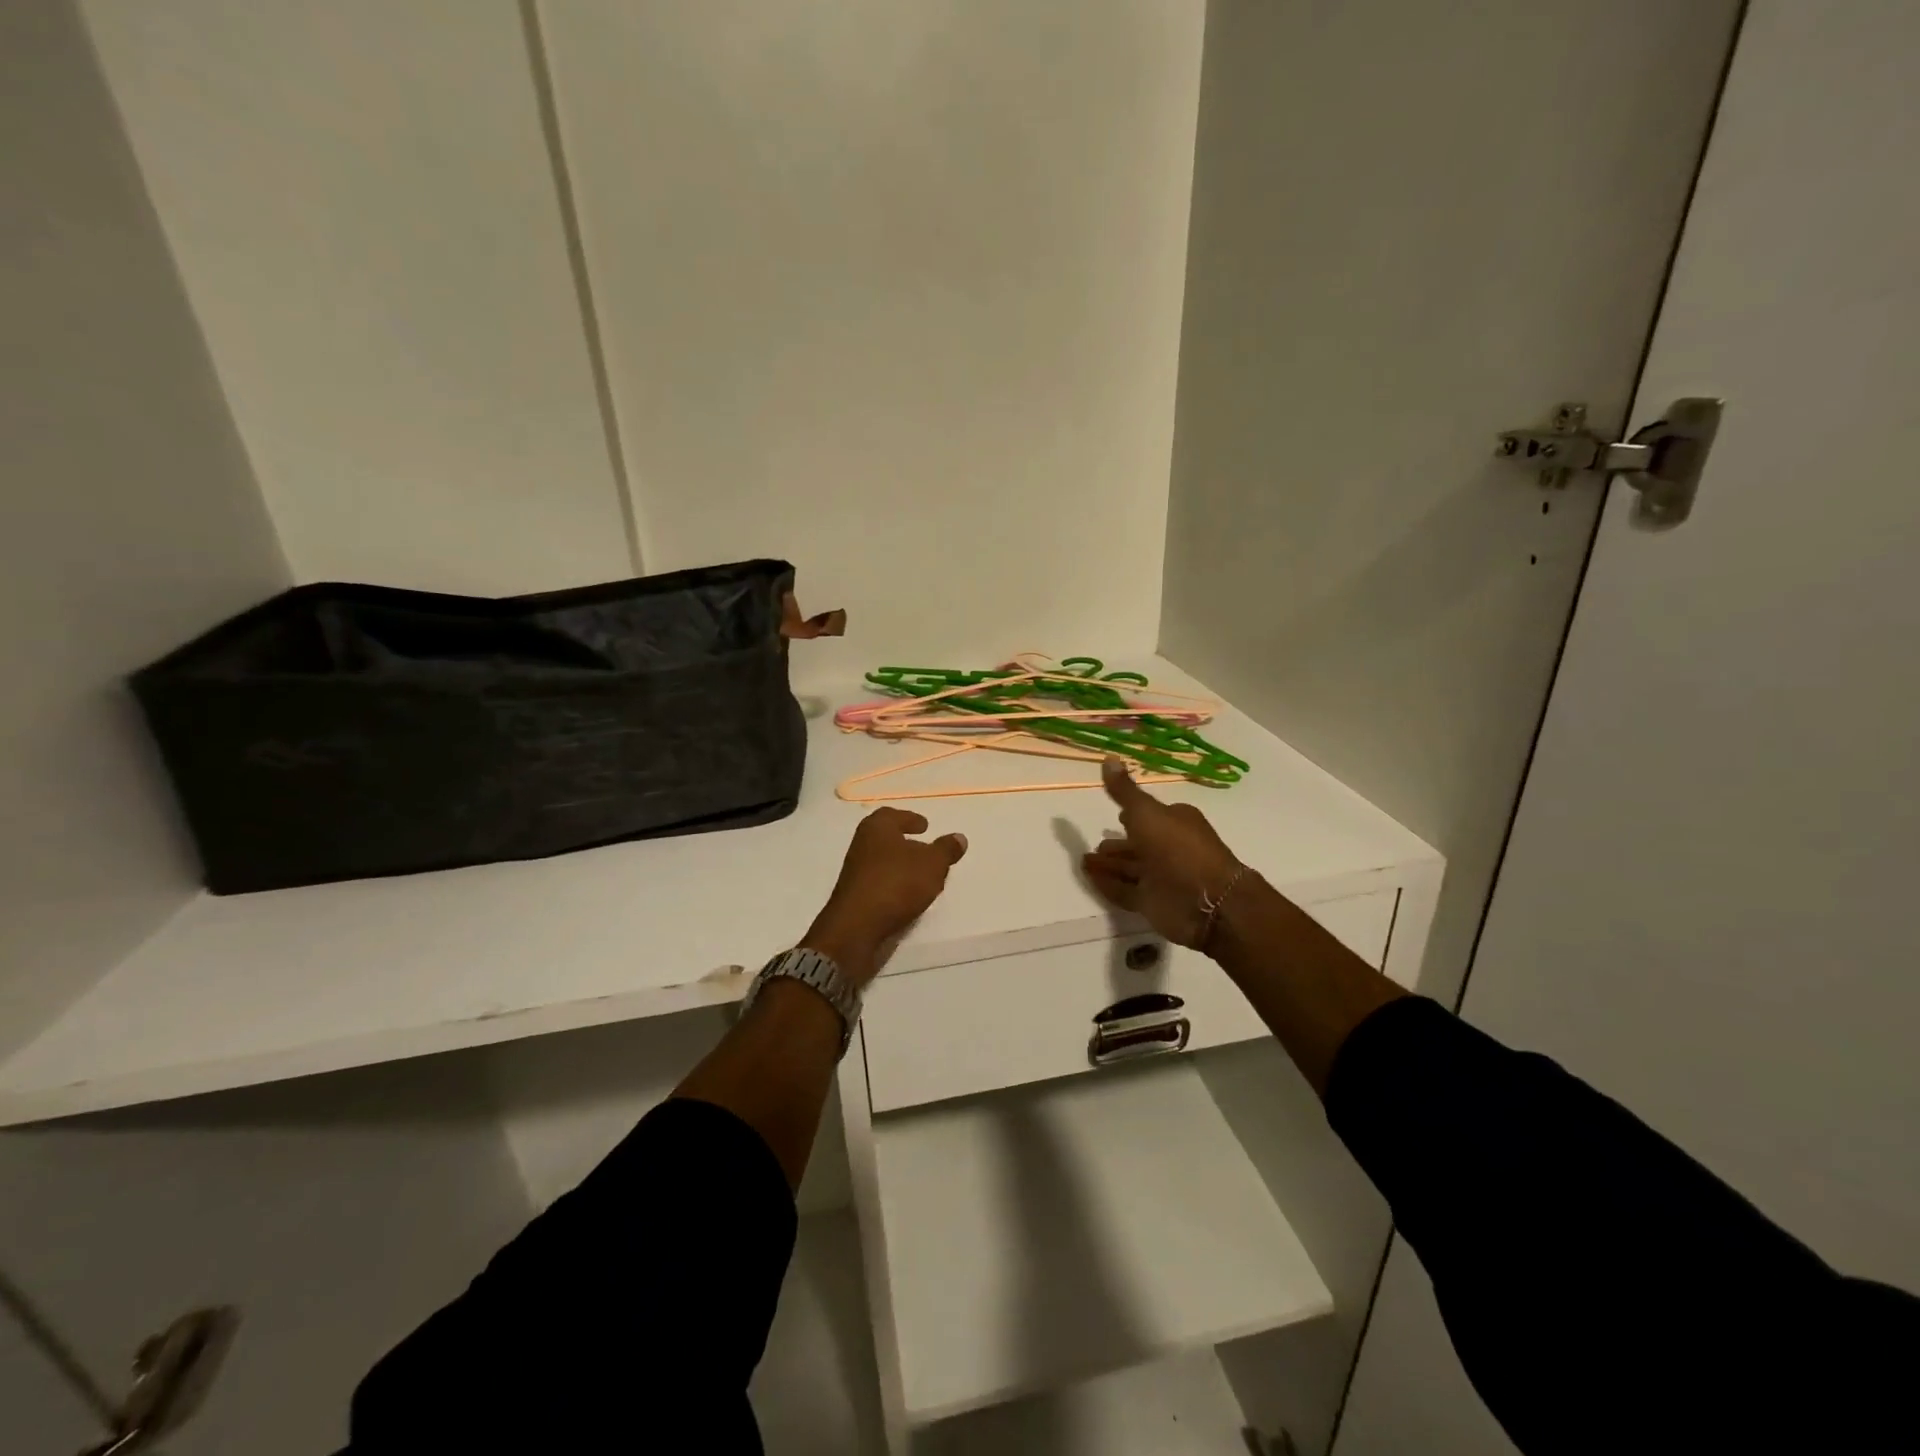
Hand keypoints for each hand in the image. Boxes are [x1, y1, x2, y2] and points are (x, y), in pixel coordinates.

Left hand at [802, 808, 968, 985]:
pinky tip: (909, 897)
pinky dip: (895, 885)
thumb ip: (946, 850)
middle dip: (907, 843)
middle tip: (926, 850)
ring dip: (902, 867)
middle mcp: (862, 845)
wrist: (857, 927)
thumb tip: (959, 838)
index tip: (925, 826)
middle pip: (886, 839)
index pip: (892, 815)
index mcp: (877, 828)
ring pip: (883, 862)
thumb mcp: (932, 864)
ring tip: (924, 877)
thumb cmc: (896, 883)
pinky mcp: (855, 897)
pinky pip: (880, 884)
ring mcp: (855, 873)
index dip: (910, 819)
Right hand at [1083, 757, 1245, 948]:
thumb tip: (1108, 757)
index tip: (1116, 814)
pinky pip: (1125, 891)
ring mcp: (1162, 877)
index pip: (1151, 816)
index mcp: (1175, 822)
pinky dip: (1108, 884)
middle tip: (1093, 845)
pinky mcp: (1154, 903)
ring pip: (1130, 868)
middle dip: (1117, 845)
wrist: (1206, 901)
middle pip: (1138, 844)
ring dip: (1108, 865)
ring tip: (1083, 860)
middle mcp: (1170, 848)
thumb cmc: (1177, 847)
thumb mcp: (1146, 812)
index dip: (1133, 815)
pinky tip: (1090, 878)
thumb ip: (1124, 791)